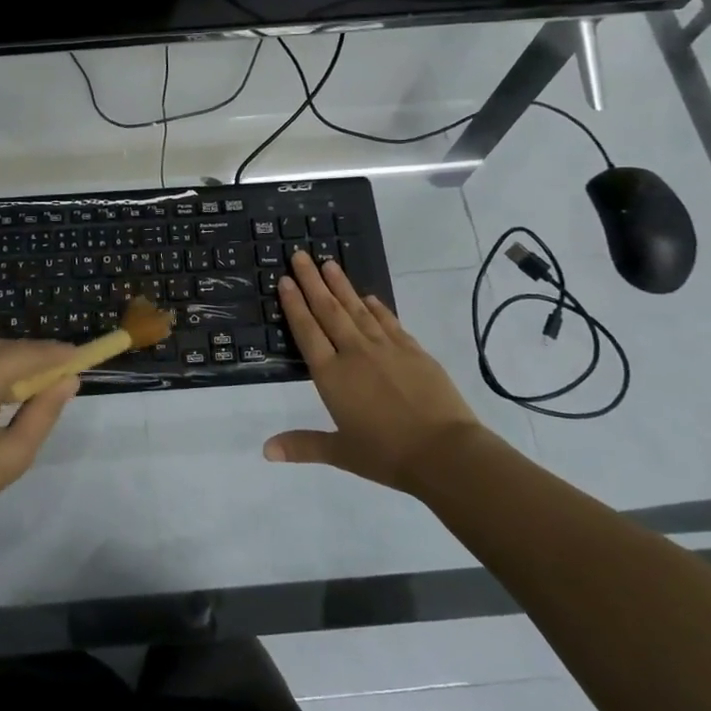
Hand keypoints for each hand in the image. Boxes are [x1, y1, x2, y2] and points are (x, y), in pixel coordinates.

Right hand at [265, 250, 483, 492]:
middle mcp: (355, 353)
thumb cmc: (387, 454)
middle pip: (329, 310)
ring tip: (329, 263)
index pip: (307, 331)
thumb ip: (302, 446)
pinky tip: (368, 296)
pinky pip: (389, 321)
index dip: (294, 304)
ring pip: (358, 309)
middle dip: (313, 281)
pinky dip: (376, 306)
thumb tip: (265, 450)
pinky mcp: (413, 351)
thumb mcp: (341, 452)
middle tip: (301, 255)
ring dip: (341, 285)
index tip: (286, 279)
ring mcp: (386, 348)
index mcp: (332, 376)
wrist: (445, 452)